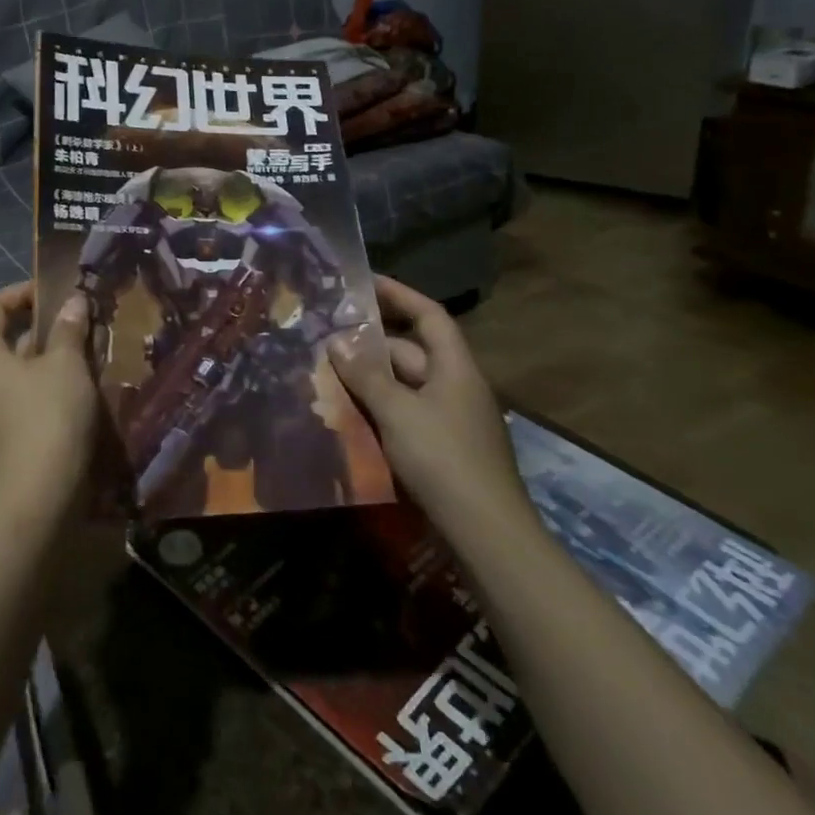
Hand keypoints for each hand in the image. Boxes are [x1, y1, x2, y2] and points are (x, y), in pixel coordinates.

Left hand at [0, 283, 100, 508]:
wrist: (36, 499)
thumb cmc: (47, 417)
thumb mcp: (65, 366)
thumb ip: (68, 329)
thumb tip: (73, 300)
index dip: (19, 293)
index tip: (55, 294)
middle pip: (6, 339)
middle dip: (44, 327)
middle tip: (81, 322)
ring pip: (21, 372)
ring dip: (52, 359)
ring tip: (90, 352)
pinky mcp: (8, 438)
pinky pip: (27, 399)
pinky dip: (51, 388)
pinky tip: (83, 390)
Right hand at [329, 274, 532, 530]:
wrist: (486, 532)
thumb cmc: (443, 458)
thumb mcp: (398, 411)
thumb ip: (366, 376)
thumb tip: (337, 342)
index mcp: (455, 367)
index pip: (429, 315)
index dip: (399, 294)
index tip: (364, 282)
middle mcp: (456, 386)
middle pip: (412, 350)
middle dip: (371, 342)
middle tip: (328, 335)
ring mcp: (451, 419)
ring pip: (405, 385)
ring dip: (371, 378)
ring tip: (328, 372)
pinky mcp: (444, 448)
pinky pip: (406, 413)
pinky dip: (379, 408)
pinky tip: (349, 414)